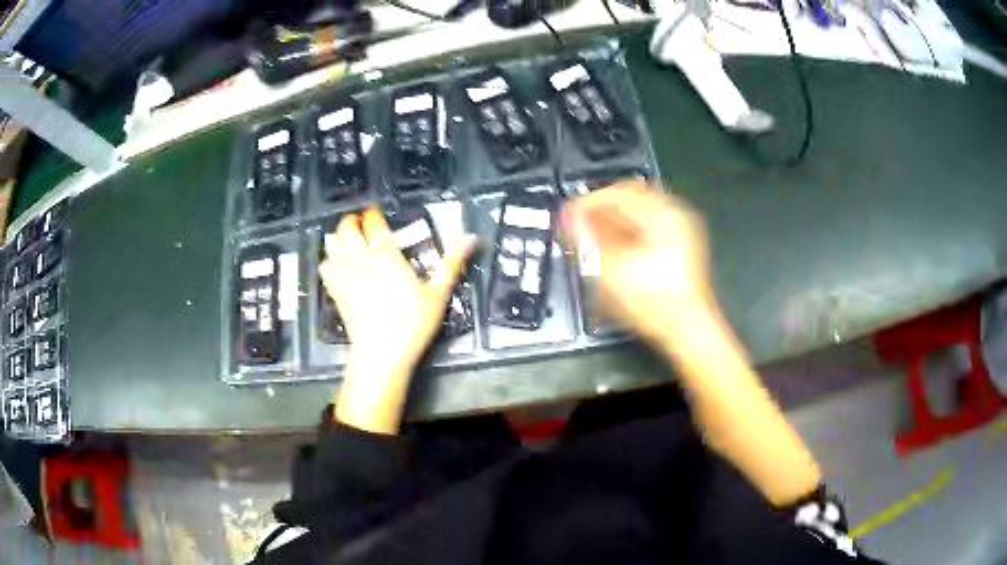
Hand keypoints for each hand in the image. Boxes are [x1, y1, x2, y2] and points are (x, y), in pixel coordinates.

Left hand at [319, 208, 473, 432]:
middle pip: (346, 227)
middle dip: (352, 221)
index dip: (373, 214)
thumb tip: (470, 237)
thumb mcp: (438, 293)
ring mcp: (343, 274)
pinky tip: (338, 264)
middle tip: (362, 224)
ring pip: (331, 243)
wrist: (382, 353)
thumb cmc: (412, 323)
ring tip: (349, 240)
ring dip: (338, 236)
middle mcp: (360, 258)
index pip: (373, 223)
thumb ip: (451, 262)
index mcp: (386, 255)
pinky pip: (324, 265)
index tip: (377, 213)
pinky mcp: (334, 290)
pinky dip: (329, 258)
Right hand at [563, 180, 714, 345]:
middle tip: (579, 228)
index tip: (569, 217)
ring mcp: (682, 234)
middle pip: (630, 201)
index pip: (617, 192)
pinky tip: (614, 254)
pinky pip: (649, 232)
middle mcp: (676, 216)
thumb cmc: (655, 300)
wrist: (688, 331)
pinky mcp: (681, 251)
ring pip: (639, 217)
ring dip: (613, 225)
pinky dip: (628, 238)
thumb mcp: (613, 268)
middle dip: (601, 213)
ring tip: (593, 242)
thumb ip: (588, 237)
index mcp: (663, 212)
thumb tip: (569, 216)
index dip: (588, 203)